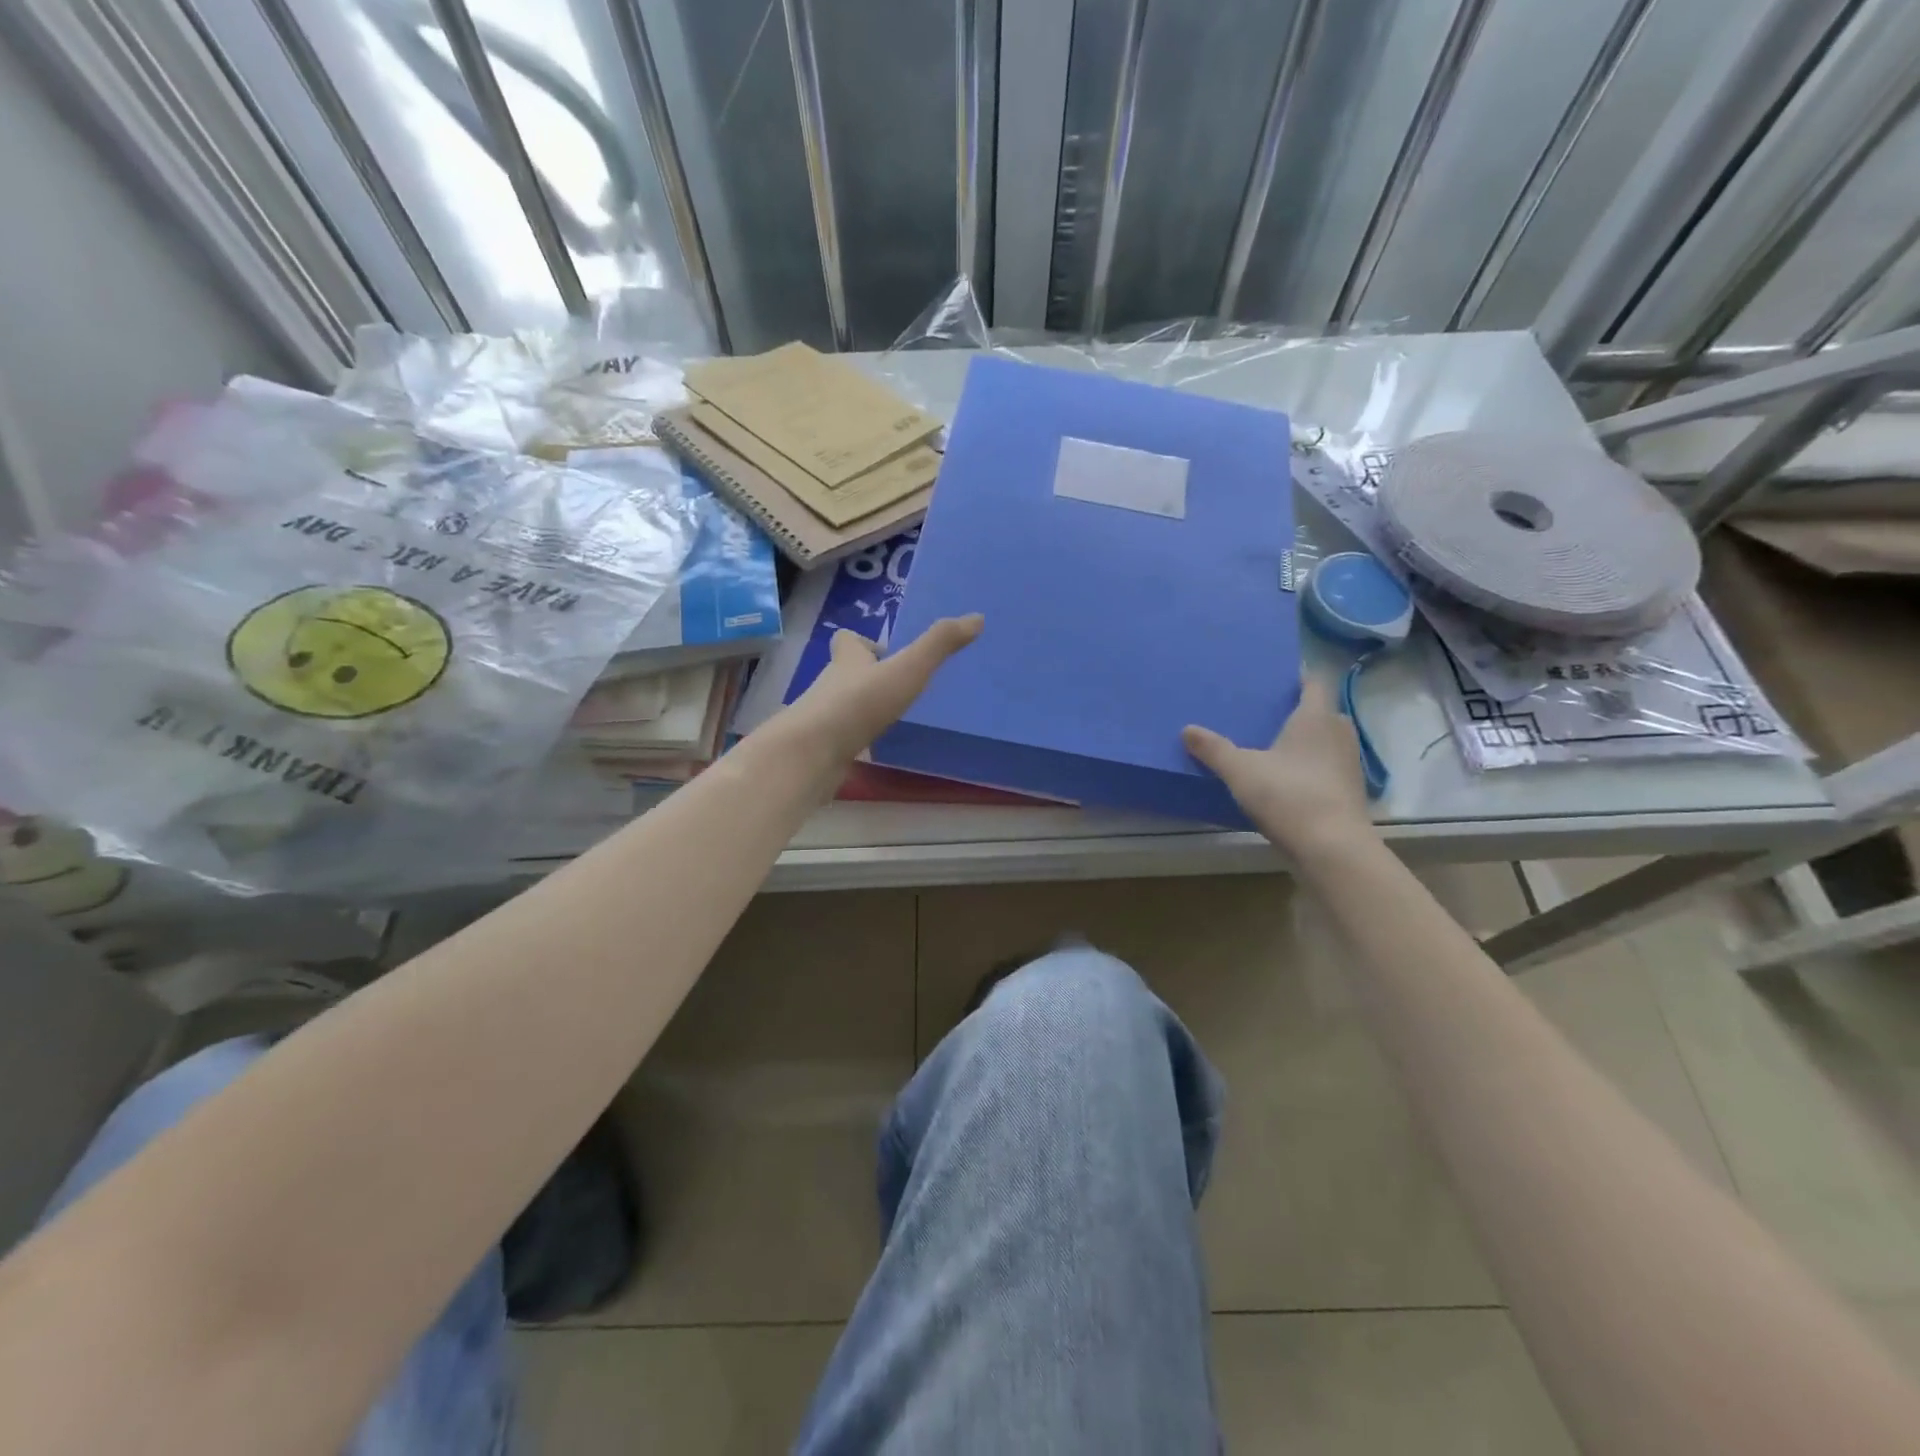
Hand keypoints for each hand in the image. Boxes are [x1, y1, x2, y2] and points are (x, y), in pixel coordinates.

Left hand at [770, 615, 982, 765]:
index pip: (848, 640)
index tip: (884, 651)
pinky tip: (877, 750)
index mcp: (848, 660)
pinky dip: (858, 740)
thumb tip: (976, 617)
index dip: (862, 642)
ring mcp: (824, 718)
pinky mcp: (822, 748)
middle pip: (847, 673)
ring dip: (864, 709)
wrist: (811, 754)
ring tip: (894, 718)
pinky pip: (843, 738)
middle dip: (868, 677)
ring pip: (844, 706)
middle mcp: (831, 684)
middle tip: (898, 686)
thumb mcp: (907, 669)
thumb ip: (939, 645)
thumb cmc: (859, 703)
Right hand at [1182, 678, 1373, 853]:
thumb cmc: (1288, 795)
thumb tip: (1187, 729)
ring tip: (1276, 746)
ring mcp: (1349, 764)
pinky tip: (1289, 779)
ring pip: (1328, 741)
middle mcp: (1339, 734)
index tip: (1280, 678)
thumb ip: (1213, 749)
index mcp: (1316, 718)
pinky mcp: (1350, 792)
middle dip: (1301, 711)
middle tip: (1270, 713)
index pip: (1315, 683)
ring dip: (1308, 741)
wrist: (1332, 848)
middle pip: (1323, 712)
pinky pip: (1329, 767)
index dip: (1301, 677)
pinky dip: (1312, 767)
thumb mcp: (1240, 771)